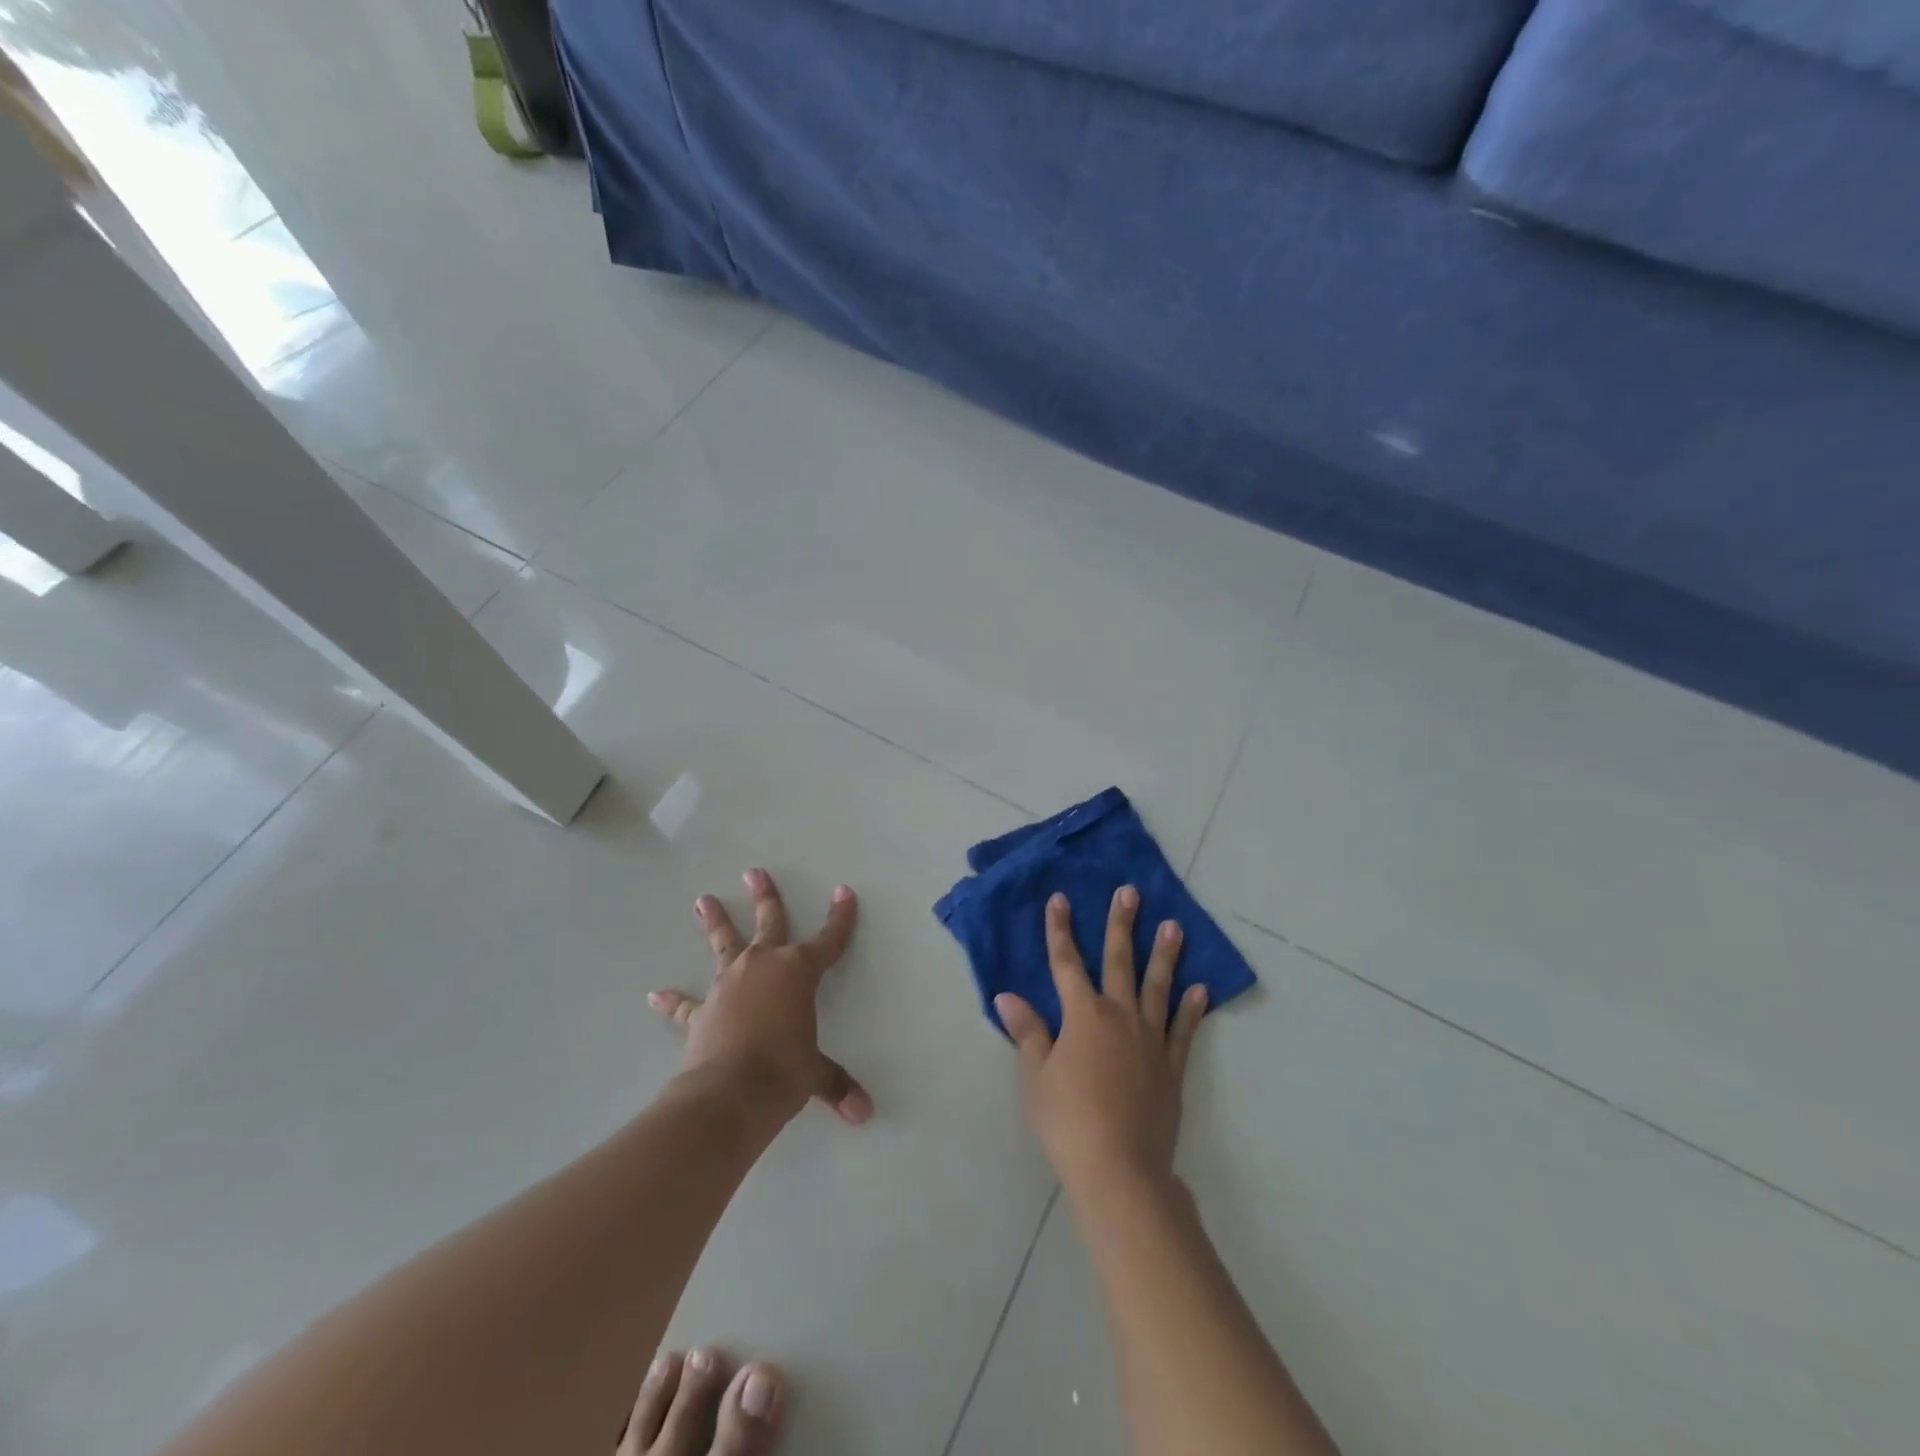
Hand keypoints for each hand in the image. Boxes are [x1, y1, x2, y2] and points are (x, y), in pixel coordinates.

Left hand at [649, 869, 872, 1126]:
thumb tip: (864, 1114)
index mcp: (797, 972)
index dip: (839, 918)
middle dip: (765, 896)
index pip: (828, 940)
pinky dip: (672, 1000)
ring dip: (716, 922)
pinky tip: (656, 995)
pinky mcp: (700, 1012)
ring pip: (723, 944)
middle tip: (754, 872)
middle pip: (768, 922)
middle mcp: (762, 966)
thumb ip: (836, 1085)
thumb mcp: (815, 1074)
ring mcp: (728, 985)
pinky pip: (685, 1003)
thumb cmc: (784, 1072)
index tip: (843, 892)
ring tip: (703, 901)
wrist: (729, 1094)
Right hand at [997, 888, 1207, 1195]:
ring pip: (1157, 987)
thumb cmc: (1068, 1121)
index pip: (1065, 963)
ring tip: (1174, 926)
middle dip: (1121, 925)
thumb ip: (1028, 1032)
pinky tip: (1200, 989)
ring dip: (1165, 955)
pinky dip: (1192, 1008)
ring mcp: (1150, 1039)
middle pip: (1119, 961)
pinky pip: (1184, 1030)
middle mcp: (1119, 1016)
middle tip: (1130, 892)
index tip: (1060, 899)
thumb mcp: (1036, 1077)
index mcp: (1082, 1015)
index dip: (1060, 930)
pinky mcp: (1172, 1066)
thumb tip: (1007, 996)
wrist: (1119, 1168)